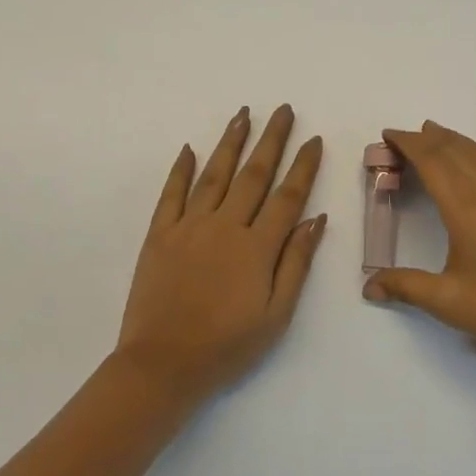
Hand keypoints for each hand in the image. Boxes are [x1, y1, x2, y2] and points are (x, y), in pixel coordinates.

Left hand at [114, 106, 325, 402]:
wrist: (162, 365)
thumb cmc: (227, 347)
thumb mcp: (276, 316)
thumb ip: (296, 263)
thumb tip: (316, 219)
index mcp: (257, 247)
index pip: (287, 196)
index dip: (303, 166)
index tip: (314, 139)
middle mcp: (225, 226)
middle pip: (254, 174)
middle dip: (272, 139)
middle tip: (284, 109)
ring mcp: (189, 227)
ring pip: (215, 174)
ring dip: (231, 142)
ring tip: (244, 114)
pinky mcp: (159, 235)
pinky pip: (171, 194)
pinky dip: (181, 169)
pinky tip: (190, 148)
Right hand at [362, 120, 475, 366]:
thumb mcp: (446, 301)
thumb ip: (405, 287)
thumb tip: (368, 286)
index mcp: (464, 209)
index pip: (431, 163)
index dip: (409, 144)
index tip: (388, 135)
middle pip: (455, 152)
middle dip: (427, 139)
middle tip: (404, 135)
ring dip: (458, 141)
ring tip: (437, 133)